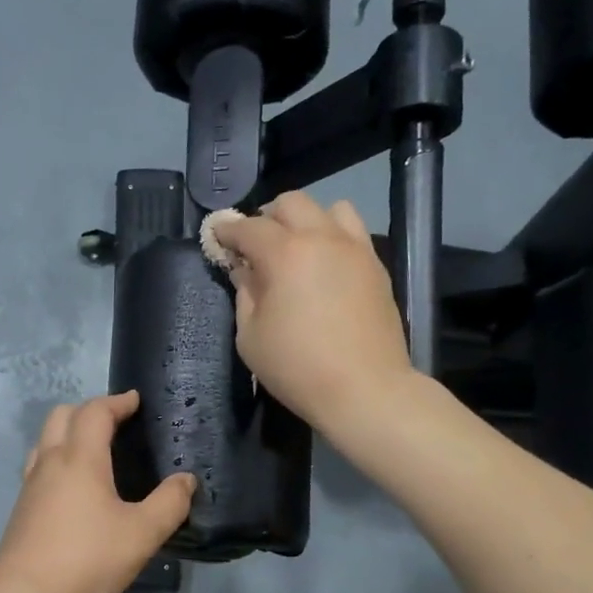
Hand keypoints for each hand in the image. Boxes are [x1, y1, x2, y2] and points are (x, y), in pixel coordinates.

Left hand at [0, 392, 195, 592]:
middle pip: (62, 415)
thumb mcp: (142, 534)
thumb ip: (169, 504)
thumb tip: (186, 480)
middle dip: (89, 410)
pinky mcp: (22, 507)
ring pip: (45, 439)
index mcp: (80, 459)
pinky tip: (72, 485)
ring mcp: (31, 484)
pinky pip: (39, 465)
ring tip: (93, 449)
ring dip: (68, 431)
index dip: (117, 402)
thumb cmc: (87, 558)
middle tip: (115, 422)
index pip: (95, 412)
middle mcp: (50, 462)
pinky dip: (57, 457)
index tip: (135, 401)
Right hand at [210, 195, 413, 431]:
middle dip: (267, 218)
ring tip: (298, 249)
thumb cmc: (298, 368)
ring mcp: (355, 249)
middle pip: (291, 203)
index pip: (248, 228)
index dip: (227, 229)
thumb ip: (245, 294)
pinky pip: (353, 233)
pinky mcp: (376, 266)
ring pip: (330, 209)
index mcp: (285, 254)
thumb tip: (246, 270)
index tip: (216, 234)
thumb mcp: (251, 337)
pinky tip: (325, 267)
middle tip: (256, 245)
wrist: (365, 389)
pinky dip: (333, 237)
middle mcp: (322, 238)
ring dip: (307, 221)